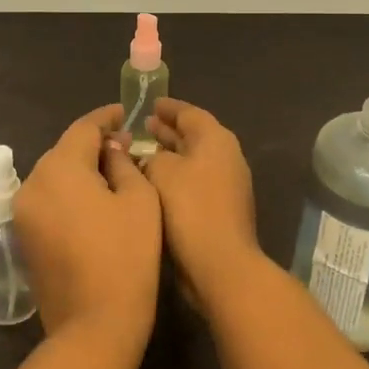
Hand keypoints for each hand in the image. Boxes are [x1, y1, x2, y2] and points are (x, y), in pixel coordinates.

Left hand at [14, 105, 161, 348]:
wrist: (93, 325)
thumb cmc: (126, 257)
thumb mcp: (138, 200)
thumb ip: (124, 163)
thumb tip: (111, 150)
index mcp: (59, 167)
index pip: (83, 128)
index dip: (106, 117)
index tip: (125, 113)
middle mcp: (32, 182)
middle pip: (65, 150)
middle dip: (93, 144)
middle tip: (125, 146)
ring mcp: (23, 212)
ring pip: (54, 175)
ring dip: (80, 169)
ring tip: (111, 173)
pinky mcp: (23, 236)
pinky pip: (48, 199)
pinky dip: (68, 193)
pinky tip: (92, 201)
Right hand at [142, 98, 261, 311]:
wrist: (219, 264)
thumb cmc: (189, 208)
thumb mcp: (161, 171)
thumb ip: (152, 155)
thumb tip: (151, 158)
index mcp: (216, 140)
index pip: (190, 113)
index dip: (168, 107)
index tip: (149, 104)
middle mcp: (226, 157)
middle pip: (194, 136)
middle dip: (168, 131)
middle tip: (142, 126)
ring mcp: (226, 186)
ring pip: (192, 161)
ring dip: (169, 156)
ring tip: (141, 153)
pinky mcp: (220, 210)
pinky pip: (193, 183)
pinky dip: (174, 178)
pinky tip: (151, 185)